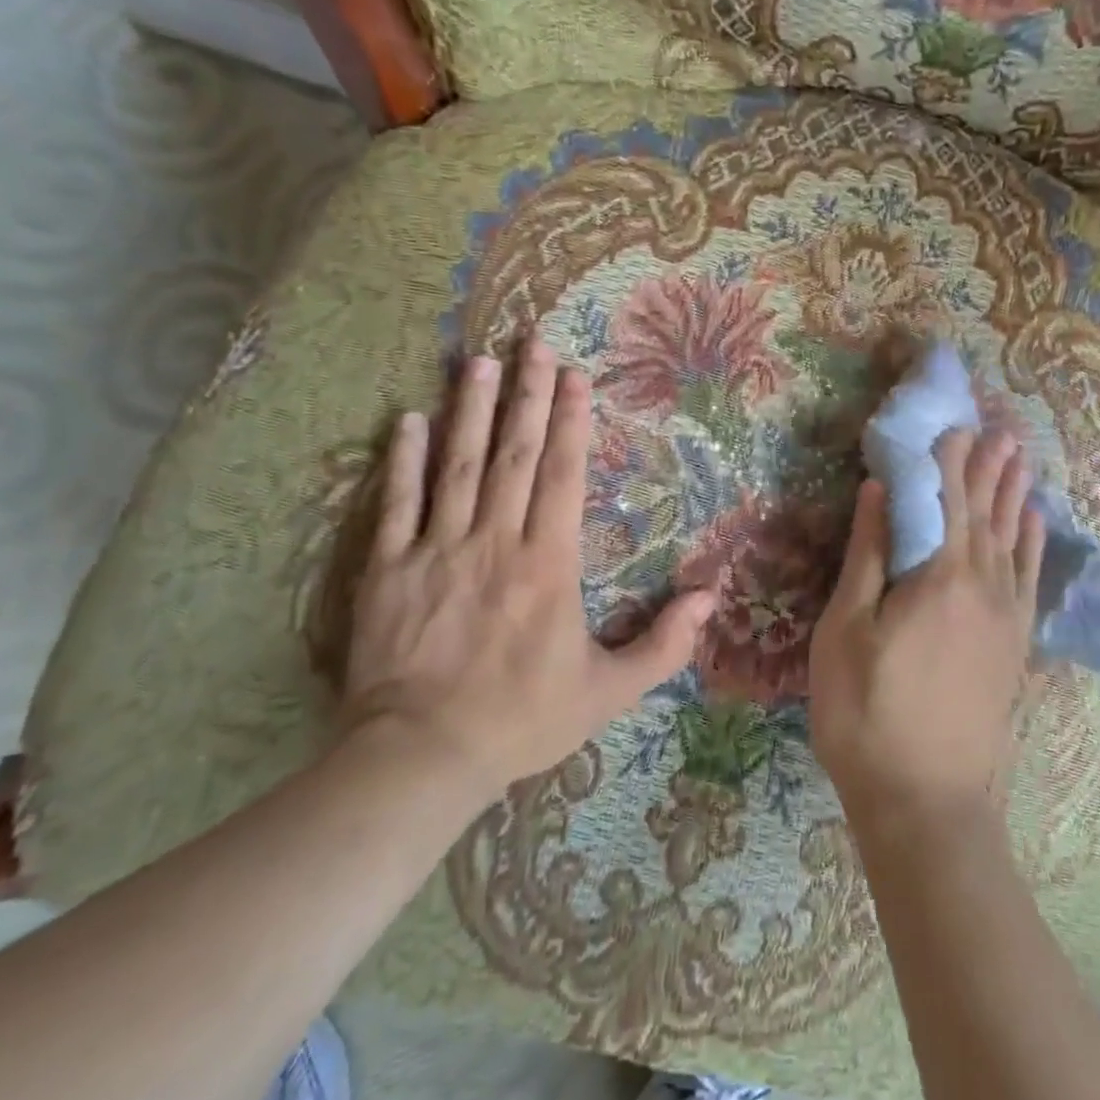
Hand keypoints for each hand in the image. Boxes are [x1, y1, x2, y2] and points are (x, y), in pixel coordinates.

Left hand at [341, 341, 714, 797]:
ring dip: (471, 409)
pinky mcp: (389, 569)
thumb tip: (710, 596)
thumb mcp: (609, 691)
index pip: (563, 476)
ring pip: (458, 465)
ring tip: (479, 361)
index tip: (576, 376)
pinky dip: (403, 460)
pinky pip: (397, 504)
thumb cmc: (523, 719)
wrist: (421, 757)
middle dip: (528, 395)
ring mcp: (438, 550)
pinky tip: (409, 420)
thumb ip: (665, 644)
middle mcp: (496, 540)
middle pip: (515, 454)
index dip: (572, 422)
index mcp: (549, 563)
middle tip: (534, 343)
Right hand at [808, 429, 1043, 835]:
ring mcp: (1007, 615)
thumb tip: (877, 490)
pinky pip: (1031, 576)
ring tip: (1019, 456)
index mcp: (941, 574)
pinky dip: (1034, 541)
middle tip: (996, 426)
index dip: (946, 458)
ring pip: (1014, 537)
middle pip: (986, 510)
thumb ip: (868, 555)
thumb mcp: (846, 631)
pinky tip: (1035, 522)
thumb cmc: (867, 714)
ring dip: (1014, 493)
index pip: (946, 498)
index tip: (950, 421)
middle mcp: (985, 584)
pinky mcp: (1016, 644)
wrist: (929, 802)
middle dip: (987, 465)